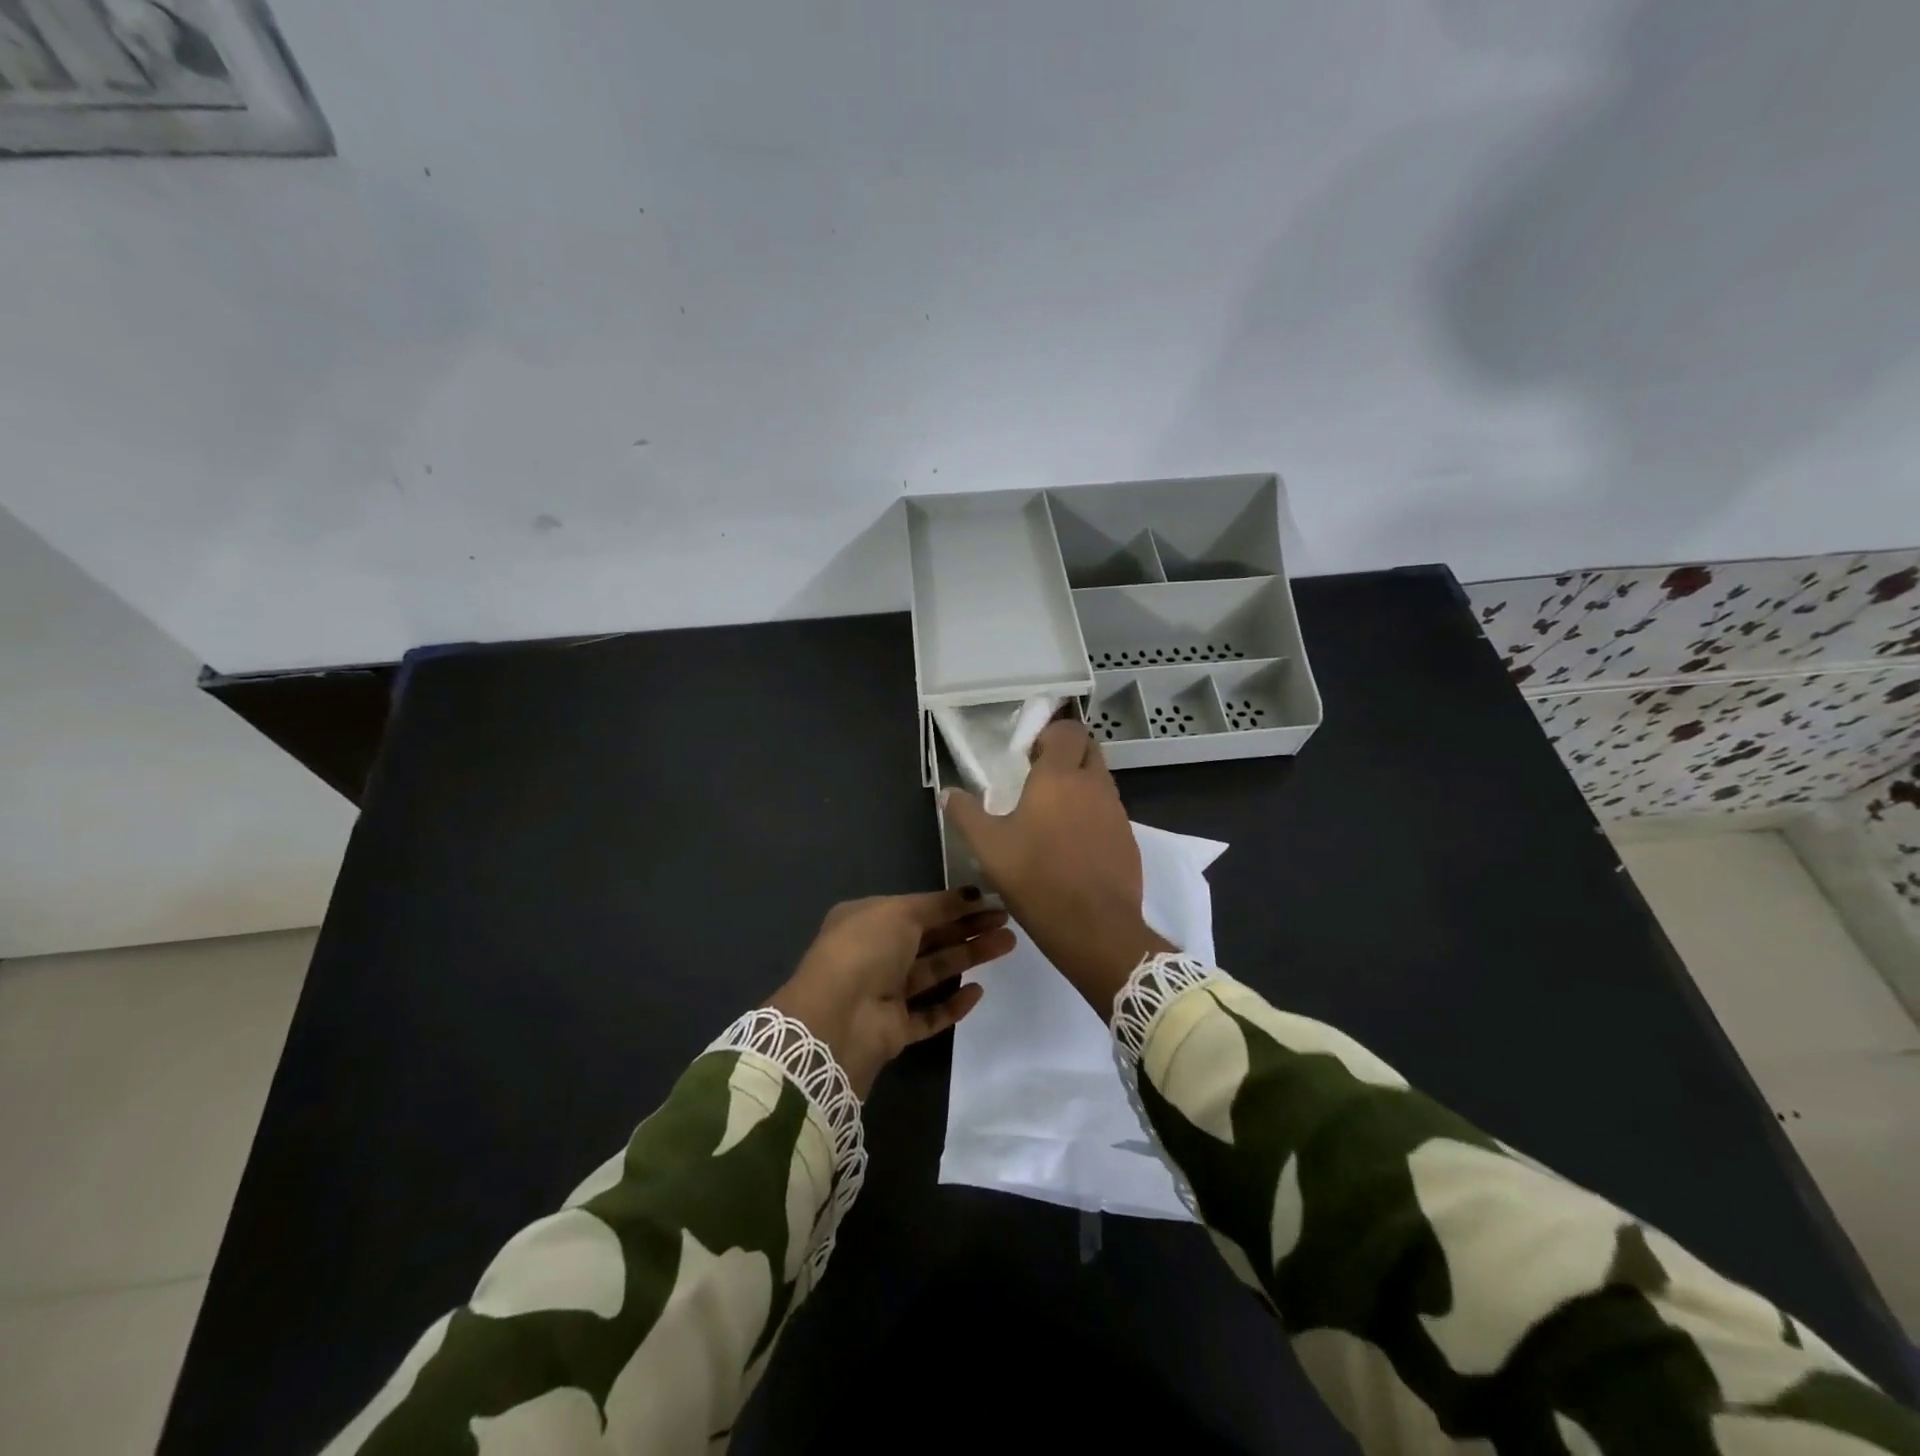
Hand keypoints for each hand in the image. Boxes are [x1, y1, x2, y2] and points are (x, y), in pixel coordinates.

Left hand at [767, 891, 1016, 1096]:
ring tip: (1007, 944)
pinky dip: (952, 1004)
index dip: (952, 904)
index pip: (917, 909)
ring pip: (934, 972)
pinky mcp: (894, 1029)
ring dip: (969, 957)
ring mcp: (883, 993)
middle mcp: (874, 954)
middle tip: (1006, 921)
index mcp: (867, 920)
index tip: (988, 900)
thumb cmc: (866, 949)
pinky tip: (978, 991)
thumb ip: (939, 905)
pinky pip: (929, 1014)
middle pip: (930, 938)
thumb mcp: (901, 912)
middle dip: (967, 928)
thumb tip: (971, 894)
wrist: (837, 1018)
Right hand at [942, 719, 1173, 1017]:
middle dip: (1068, 753)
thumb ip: (965, 814)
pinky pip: (1109, 812)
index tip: (1030, 753)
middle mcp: (1093, 785)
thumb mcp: (988, 848)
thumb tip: (949, 793)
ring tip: (1052, 815)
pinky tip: (1072, 844)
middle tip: (1040, 778)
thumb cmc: (1036, 878)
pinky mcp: (1128, 839)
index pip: (1068, 730)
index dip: (1051, 734)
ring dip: (1080, 785)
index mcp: (1059, 776)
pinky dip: (1093, 815)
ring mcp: (1116, 812)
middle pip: (1089, 749)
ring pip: (1100, 781)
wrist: (1095, 927)